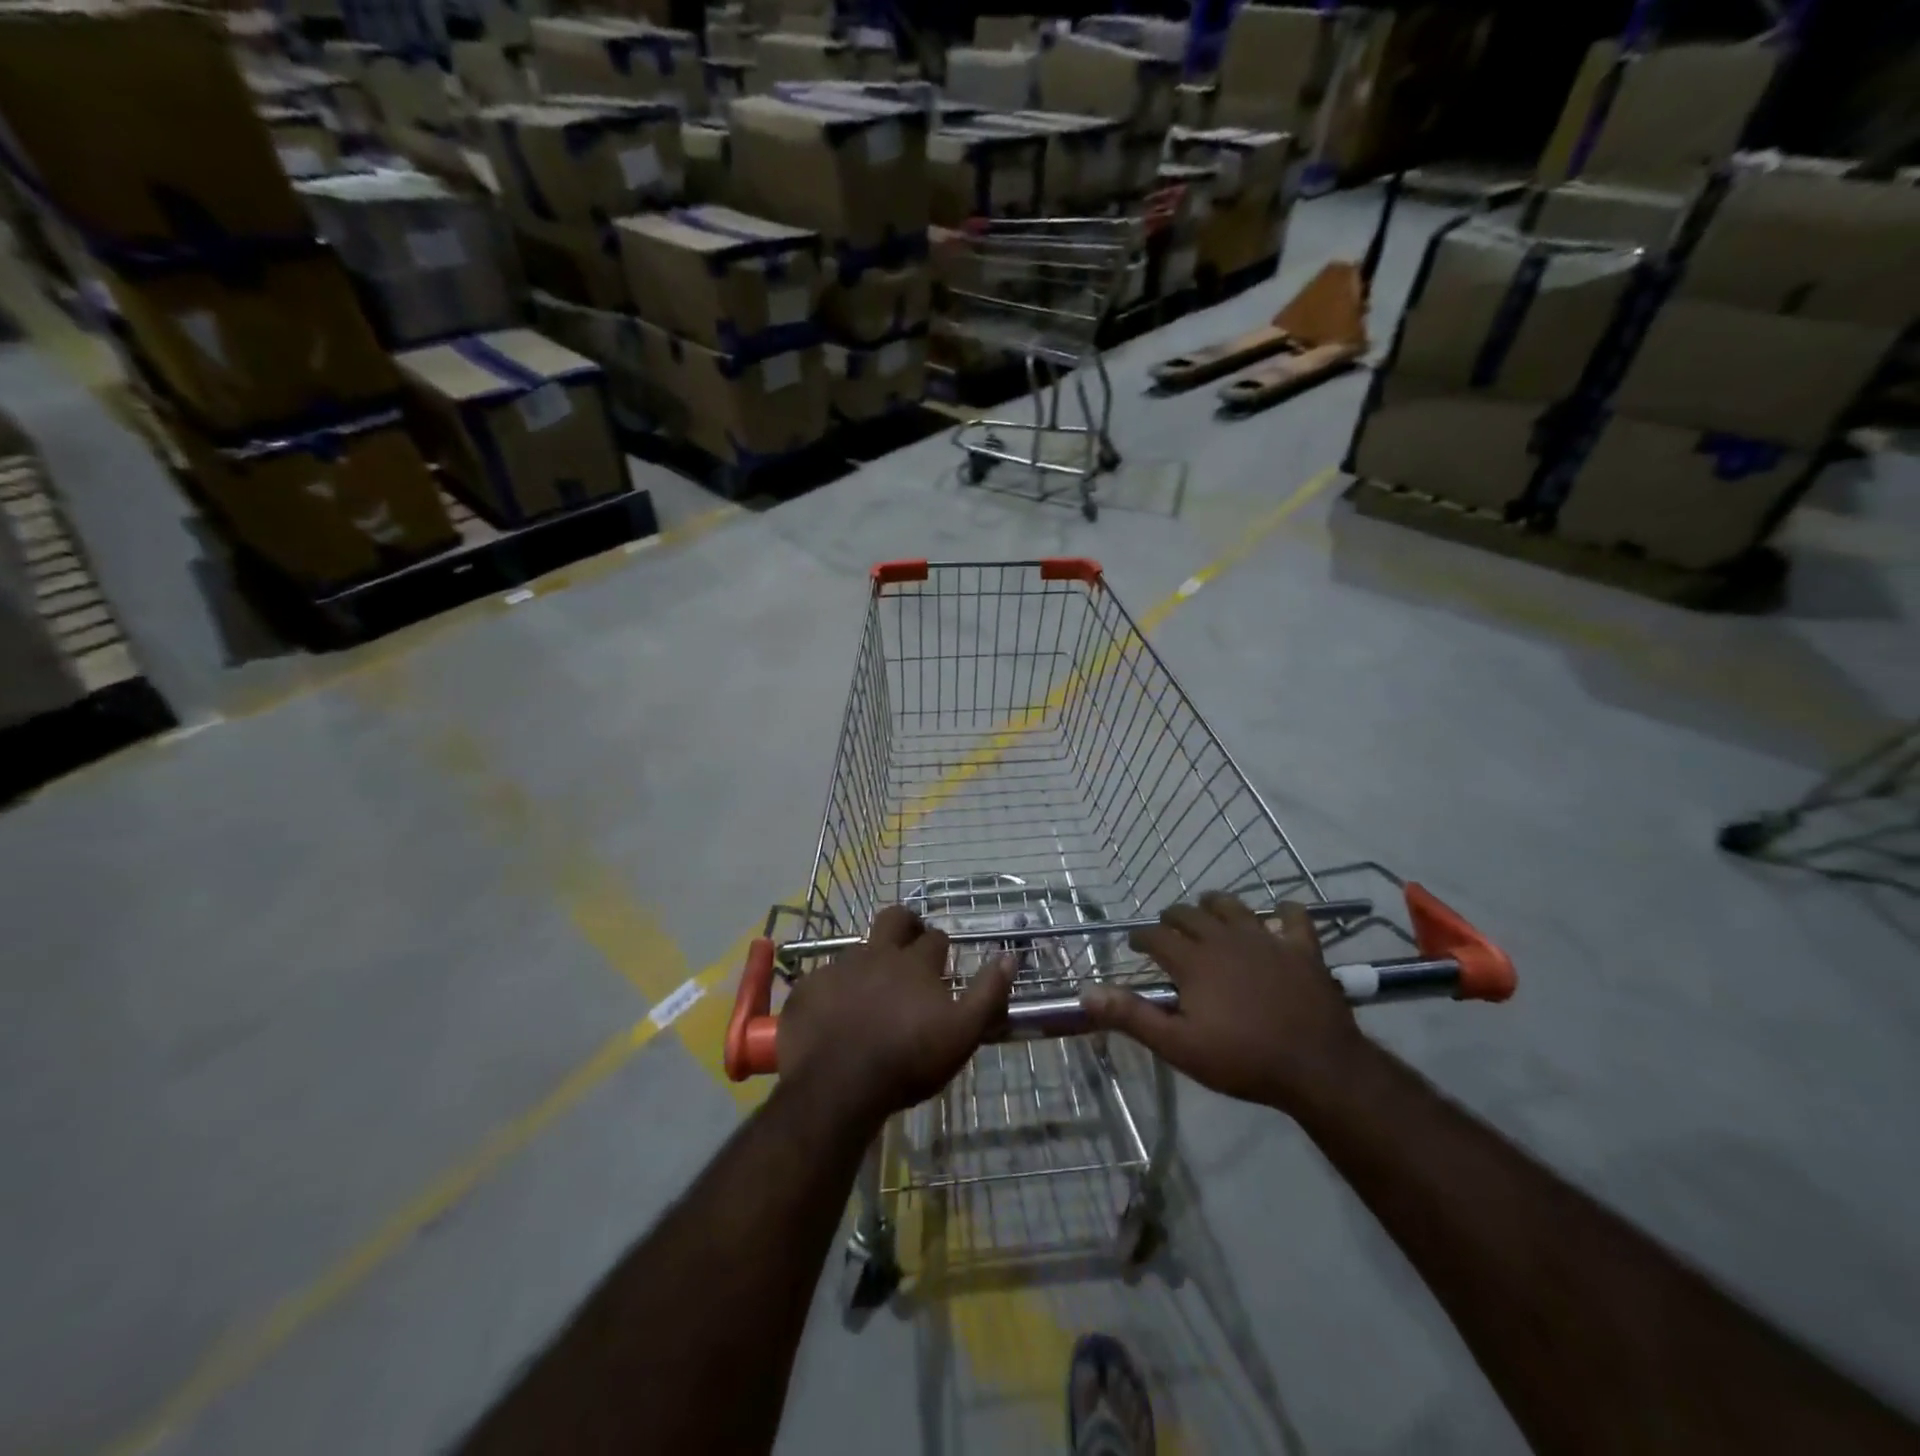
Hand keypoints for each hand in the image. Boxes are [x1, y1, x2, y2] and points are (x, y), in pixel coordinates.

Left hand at [778, 905, 1013, 1127]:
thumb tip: (1010, 956)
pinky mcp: (807, 989)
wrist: (837, 1086)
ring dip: (868, 961)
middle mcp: (876, 954)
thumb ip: (988, 993)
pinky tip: (833, 1013)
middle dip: (906, 924)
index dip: (940, 946)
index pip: (935, 938)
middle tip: (909, 943)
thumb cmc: (907, 1061)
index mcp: (915, 963)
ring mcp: (838, 968)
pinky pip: (822, 979)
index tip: (943, 961)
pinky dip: (832, 990)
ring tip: (870, 989)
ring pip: (857, 949)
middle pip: (893, 919)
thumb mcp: (962, 1033)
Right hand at [1081, 893, 1364, 1114]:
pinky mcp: (1302, 949)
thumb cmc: (1242, 1060)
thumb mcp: (1178, 1046)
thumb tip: (1086, 992)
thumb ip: (1132, 1016)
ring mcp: (1266, 940)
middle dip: (1173, 918)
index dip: (1141, 937)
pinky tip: (1280, 916)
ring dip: (1215, 905)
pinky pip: (1294, 918)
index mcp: (1193, 961)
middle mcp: (1224, 939)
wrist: (1317, 1068)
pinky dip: (1284, 913)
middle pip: (1190, 914)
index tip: (1135, 944)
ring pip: (1233, 906)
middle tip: (1168, 930)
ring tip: (1208, 912)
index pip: (1156, 936)